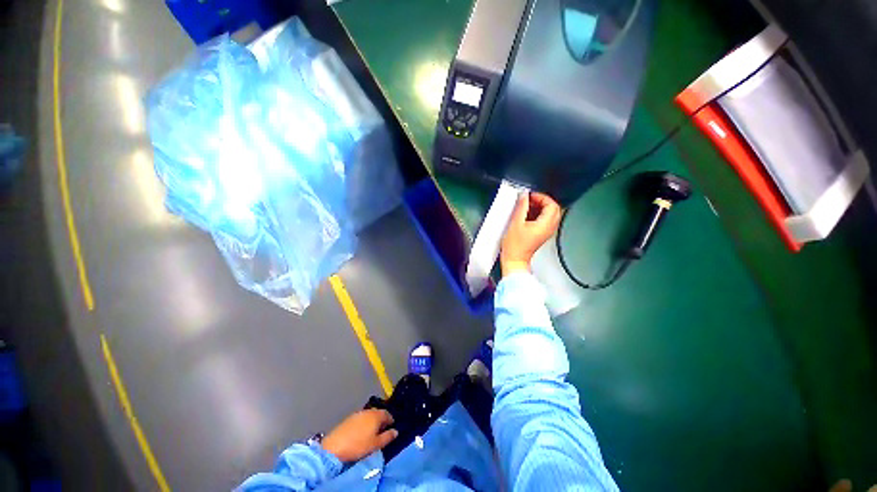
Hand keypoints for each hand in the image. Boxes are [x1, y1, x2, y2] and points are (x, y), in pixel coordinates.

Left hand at [321, 409, 397, 462]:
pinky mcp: (349, 418)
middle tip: (382, 429)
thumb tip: (396, 431)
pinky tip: (361, 431)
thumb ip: (387, 437)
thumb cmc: (358, 445)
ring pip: (369, 415)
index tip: (392, 426)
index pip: (387, 413)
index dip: (391, 420)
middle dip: (381, 419)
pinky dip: (364, 422)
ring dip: (372, 421)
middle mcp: (368, 411)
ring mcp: (358, 413)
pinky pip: (361, 418)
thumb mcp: (376, 444)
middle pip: (378, 413)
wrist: (335, 446)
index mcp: (376, 415)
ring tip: (372, 431)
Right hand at [500, 192, 560, 275]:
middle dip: (542, 202)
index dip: (541, 197)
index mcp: (545, 225)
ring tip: (527, 207)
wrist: (514, 259)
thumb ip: (521, 207)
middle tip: (530, 200)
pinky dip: (537, 215)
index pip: (552, 205)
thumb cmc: (515, 247)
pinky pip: (544, 221)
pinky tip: (526, 216)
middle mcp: (549, 228)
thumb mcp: (515, 223)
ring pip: (549, 215)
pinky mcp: (541, 235)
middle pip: (553, 209)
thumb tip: (524, 196)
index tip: (531, 196)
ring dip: (539, 208)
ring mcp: (546, 232)